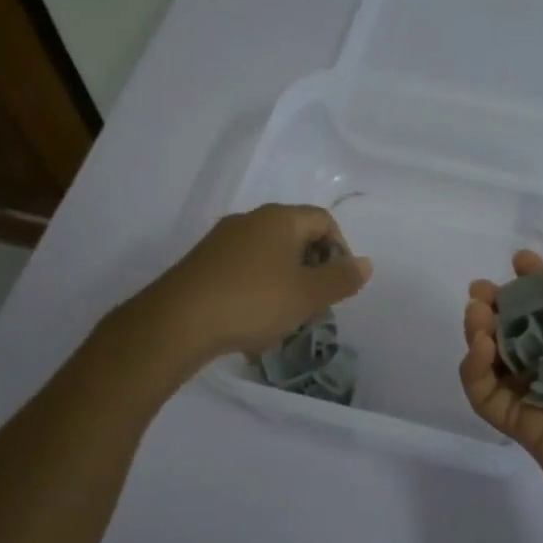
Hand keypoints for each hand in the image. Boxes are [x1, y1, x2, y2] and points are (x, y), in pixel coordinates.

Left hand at [145, 204, 372, 363]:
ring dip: (284, 284)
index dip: (340, 250)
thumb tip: (365, 263)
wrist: (178, 322)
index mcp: (280, 219)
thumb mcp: (308, 295)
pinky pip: (243, 271)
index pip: (324, 220)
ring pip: (268, 257)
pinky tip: (252, 324)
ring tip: (284, 319)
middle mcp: (250, 220)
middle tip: (314, 304)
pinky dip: (257, 291)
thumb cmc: (254, 302)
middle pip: (295, 237)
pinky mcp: (203, 264)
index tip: (338, 285)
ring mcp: (222, 241)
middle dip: (311, 270)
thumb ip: (341, 279)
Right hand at [460, 252, 542, 542]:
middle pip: (527, 335)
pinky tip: (480, 349)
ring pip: (503, 364)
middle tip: (481, 292)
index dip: (542, 287)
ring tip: (477, 315)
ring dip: (484, 334)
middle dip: (504, 309)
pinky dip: (476, 373)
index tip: (519, 262)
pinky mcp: (526, 431)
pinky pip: (491, 398)